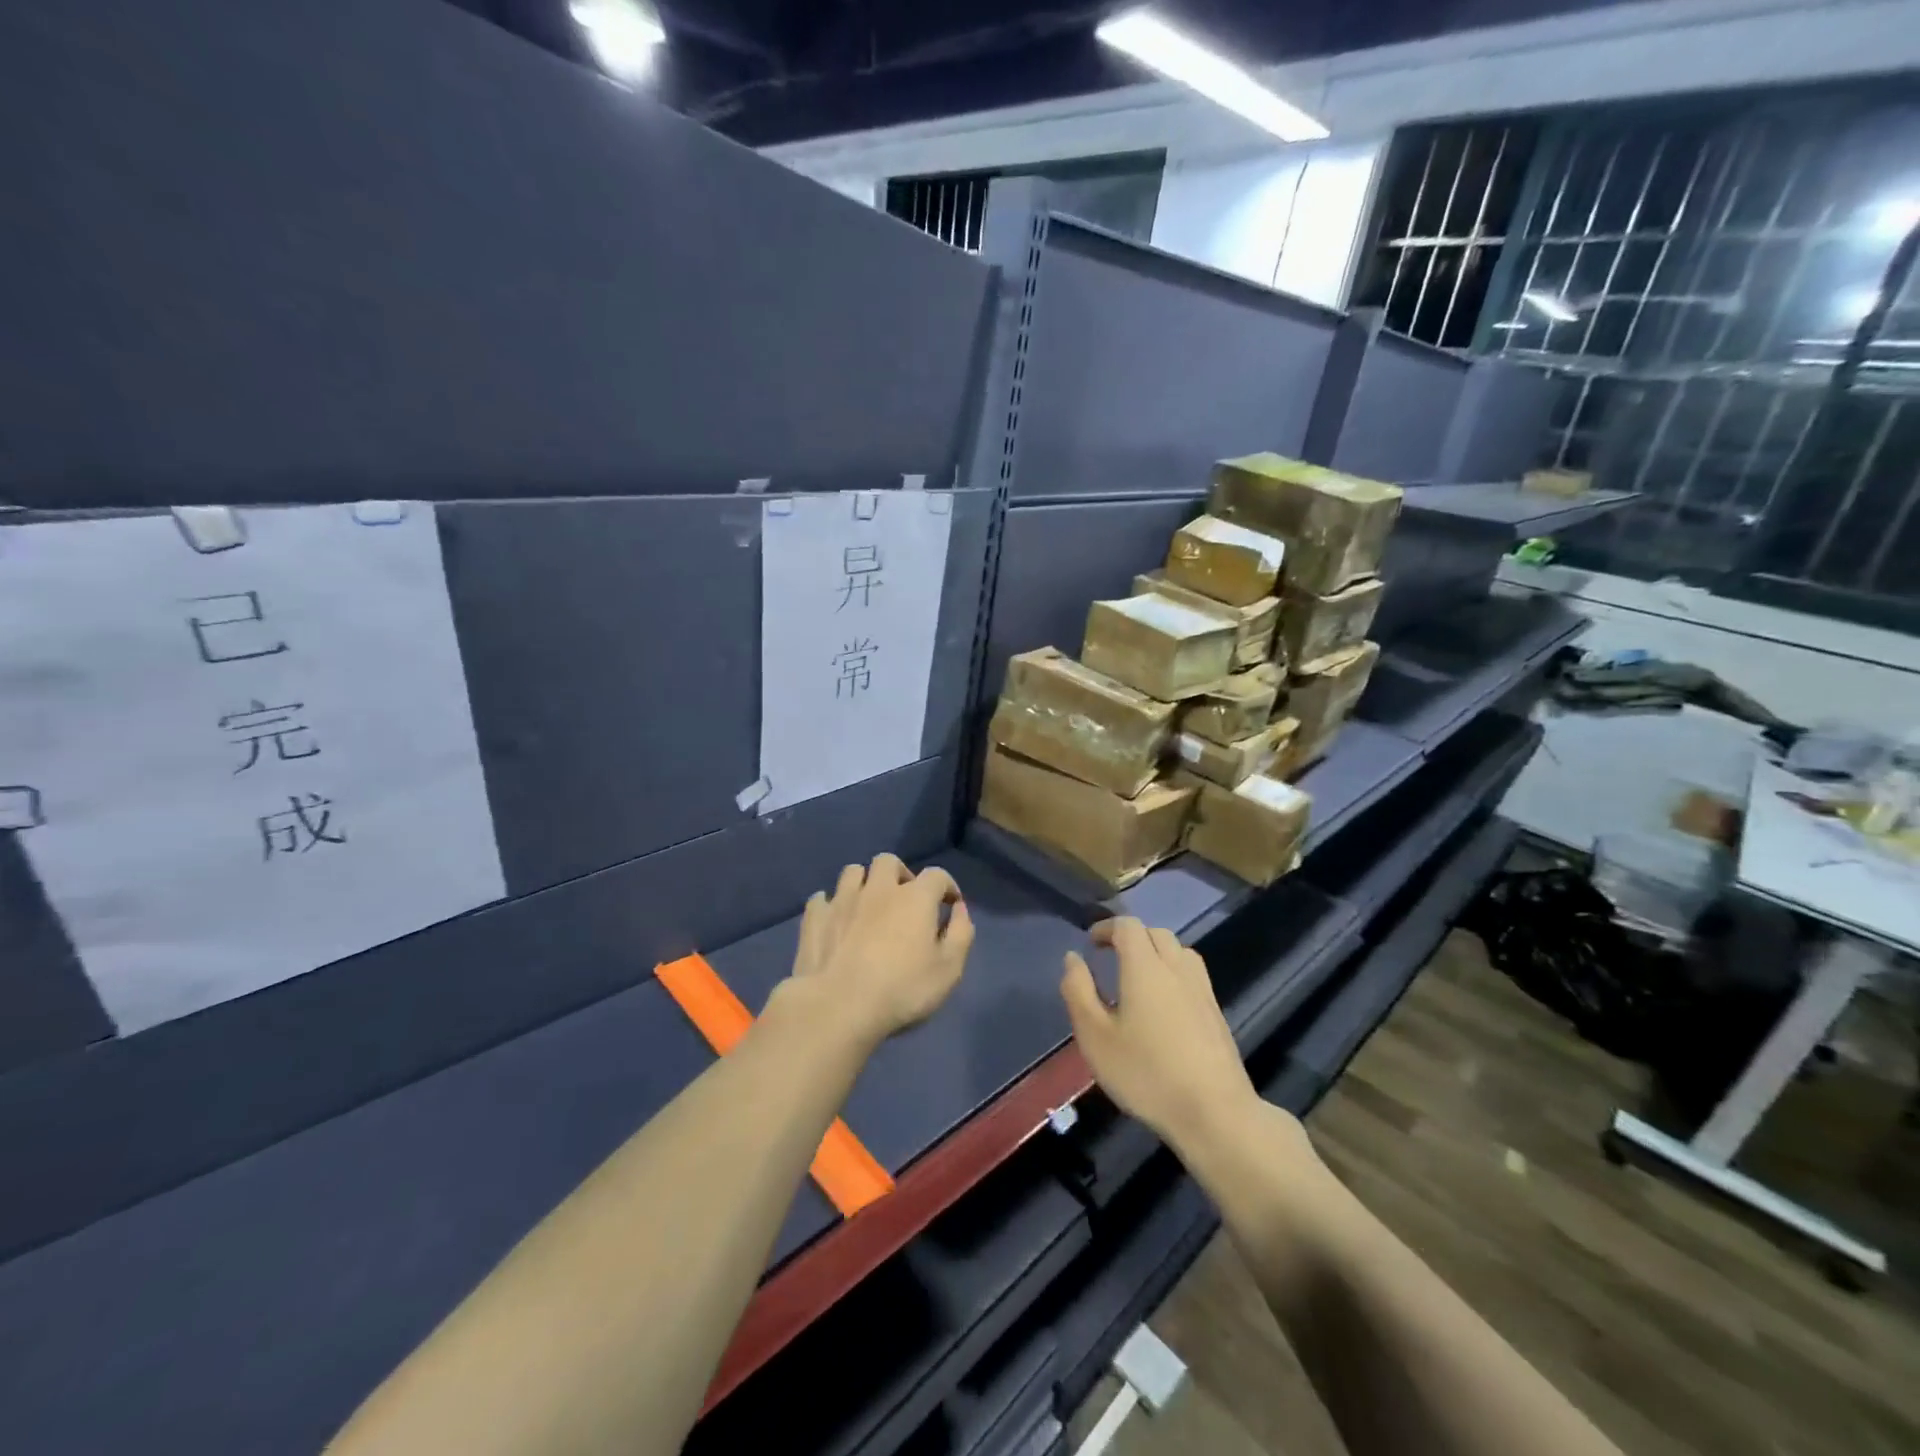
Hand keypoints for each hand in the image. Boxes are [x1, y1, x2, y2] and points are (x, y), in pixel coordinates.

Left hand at [786, 853, 973, 1048]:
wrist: (838, 1006)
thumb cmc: (902, 989)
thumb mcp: (949, 969)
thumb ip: (960, 934)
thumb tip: (959, 909)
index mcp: (914, 897)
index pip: (937, 875)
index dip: (947, 886)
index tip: (950, 904)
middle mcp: (878, 888)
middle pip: (889, 862)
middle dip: (900, 874)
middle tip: (904, 899)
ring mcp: (842, 900)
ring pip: (852, 872)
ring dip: (864, 883)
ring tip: (868, 905)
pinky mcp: (815, 918)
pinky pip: (821, 899)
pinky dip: (831, 905)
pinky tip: (835, 920)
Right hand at [1060, 918, 1262, 1154]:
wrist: (1214, 1113)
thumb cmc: (1146, 1074)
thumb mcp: (1095, 1037)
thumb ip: (1079, 991)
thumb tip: (1073, 958)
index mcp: (1145, 967)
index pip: (1128, 926)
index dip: (1107, 927)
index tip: (1091, 943)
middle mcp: (1176, 968)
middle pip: (1155, 933)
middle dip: (1131, 937)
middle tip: (1110, 958)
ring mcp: (1202, 990)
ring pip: (1179, 951)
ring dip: (1156, 952)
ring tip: (1138, 976)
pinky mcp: (1216, 1012)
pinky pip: (1192, 974)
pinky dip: (1173, 972)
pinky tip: (1164, 1004)